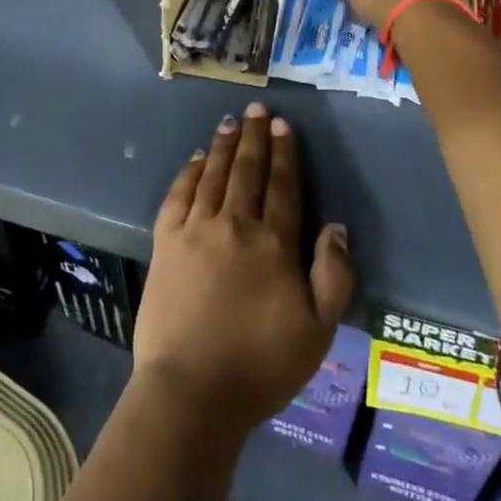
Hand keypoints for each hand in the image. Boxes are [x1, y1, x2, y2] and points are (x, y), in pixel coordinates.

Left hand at [134, 104, 353, 436]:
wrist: (192, 391)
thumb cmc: (261, 366)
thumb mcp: (318, 331)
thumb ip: (333, 276)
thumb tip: (336, 227)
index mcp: (274, 244)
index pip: (283, 186)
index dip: (285, 153)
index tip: (283, 125)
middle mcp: (236, 225)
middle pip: (248, 171)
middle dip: (254, 137)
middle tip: (257, 109)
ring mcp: (196, 230)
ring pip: (213, 175)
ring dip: (223, 146)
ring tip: (229, 122)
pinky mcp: (165, 242)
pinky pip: (178, 195)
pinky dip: (189, 173)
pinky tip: (196, 159)